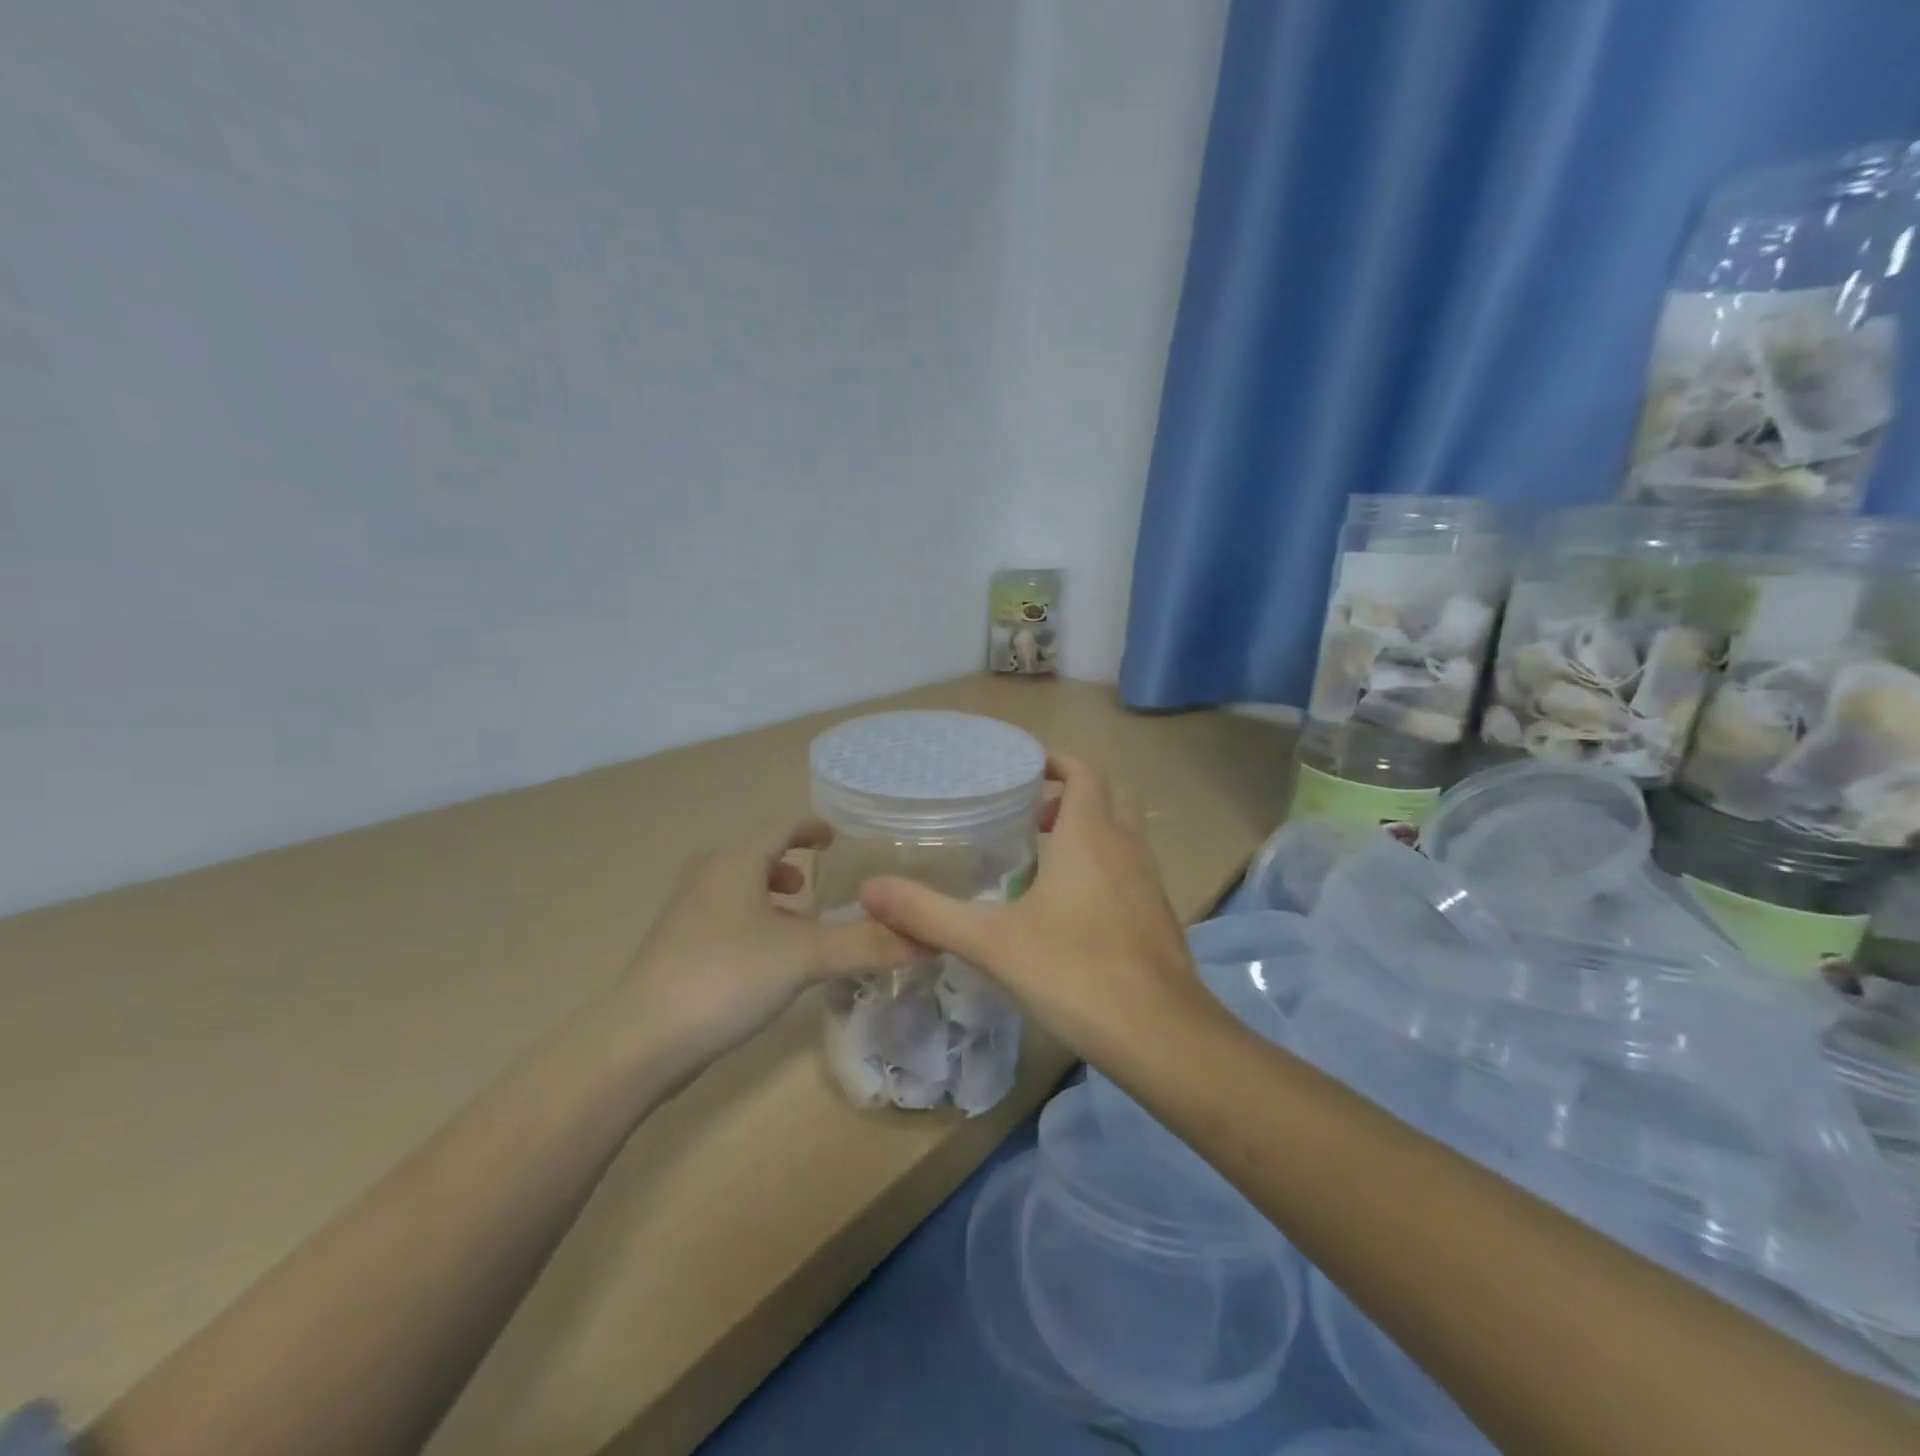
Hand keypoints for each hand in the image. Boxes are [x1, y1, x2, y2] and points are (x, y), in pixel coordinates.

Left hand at [612, 820, 920, 1081]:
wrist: (641, 1040)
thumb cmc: (727, 977)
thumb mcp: (805, 956)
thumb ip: (865, 944)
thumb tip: (927, 938)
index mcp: (735, 862)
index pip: (781, 828)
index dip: (810, 829)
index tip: (834, 838)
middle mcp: (707, 876)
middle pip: (754, 856)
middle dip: (788, 865)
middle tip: (817, 884)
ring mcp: (686, 913)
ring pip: (737, 890)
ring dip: (769, 897)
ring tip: (798, 922)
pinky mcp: (675, 948)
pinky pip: (724, 918)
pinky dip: (752, 922)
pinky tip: (766, 961)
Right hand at [858, 754, 1214, 1063]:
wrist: (1163, 1038)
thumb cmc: (1076, 973)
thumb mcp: (991, 942)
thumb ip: (928, 913)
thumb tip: (869, 890)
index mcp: (1091, 835)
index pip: (1082, 771)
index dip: (1055, 760)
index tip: (1021, 767)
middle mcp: (1126, 846)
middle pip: (1107, 794)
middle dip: (1070, 792)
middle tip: (1027, 812)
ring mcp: (1149, 881)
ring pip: (1122, 832)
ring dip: (1087, 828)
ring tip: (1040, 857)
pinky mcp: (1157, 915)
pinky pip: (1129, 867)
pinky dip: (1102, 863)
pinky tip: (1068, 907)